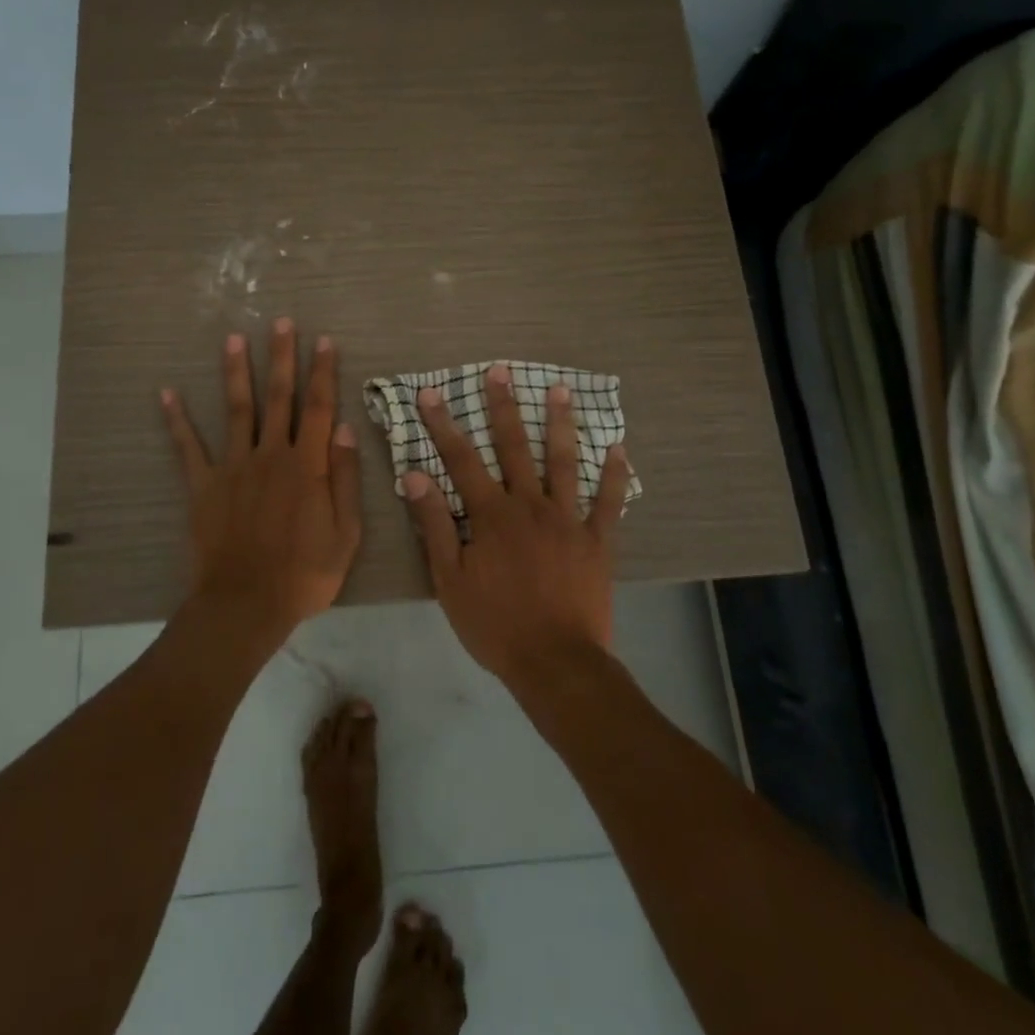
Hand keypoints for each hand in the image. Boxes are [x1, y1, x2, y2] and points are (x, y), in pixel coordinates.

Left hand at [162, 319, 362, 640]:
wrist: (246, 604)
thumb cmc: (304, 574)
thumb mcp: (346, 533)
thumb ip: (345, 478)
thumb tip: (345, 429)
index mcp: (308, 465)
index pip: (319, 408)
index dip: (323, 372)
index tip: (324, 341)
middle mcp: (270, 455)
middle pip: (278, 397)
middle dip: (282, 357)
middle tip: (282, 322)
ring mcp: (233, 467)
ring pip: (237, 409)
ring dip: (236, 372)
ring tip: (234, 338)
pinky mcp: (203, 485)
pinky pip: (188, 447)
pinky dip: (177, 420)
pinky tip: (167, 393)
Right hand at [401, 363, 631, 685]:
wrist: (556, 663)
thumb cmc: (495, 624)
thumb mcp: (450, 580)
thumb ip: (435, 525)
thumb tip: (415, 476)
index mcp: (491, 516)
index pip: (460, 460)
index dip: (443, 425)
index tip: (430, 394)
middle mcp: (529, 506)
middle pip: (514, 447)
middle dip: (503, 407)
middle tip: (499, 371)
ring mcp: (568, 520)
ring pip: (563, 462)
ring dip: (560, 424)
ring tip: (560, 391)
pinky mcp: (597, 540)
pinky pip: (608, 502)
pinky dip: (614, 475)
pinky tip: (618, 449)